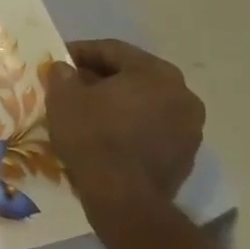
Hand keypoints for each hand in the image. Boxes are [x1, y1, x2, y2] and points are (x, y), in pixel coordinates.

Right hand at [44, 39, 203, 203]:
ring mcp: (190, 127)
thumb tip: (65, 69)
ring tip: (87, 110)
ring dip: (118, 102)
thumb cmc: (93, 136)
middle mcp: (182, 94)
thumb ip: (63, 74)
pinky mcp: (186, 155)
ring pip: (146, 102)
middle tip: (72, 84)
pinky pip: (153, 128)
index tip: (59, 59)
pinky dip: (131, 125)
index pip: (113, 50)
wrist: (123, 198)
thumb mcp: (64, 97)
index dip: (81, 51)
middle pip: (134, 75)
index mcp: (156, 72)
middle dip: (101, 77)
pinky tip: (106, 134)